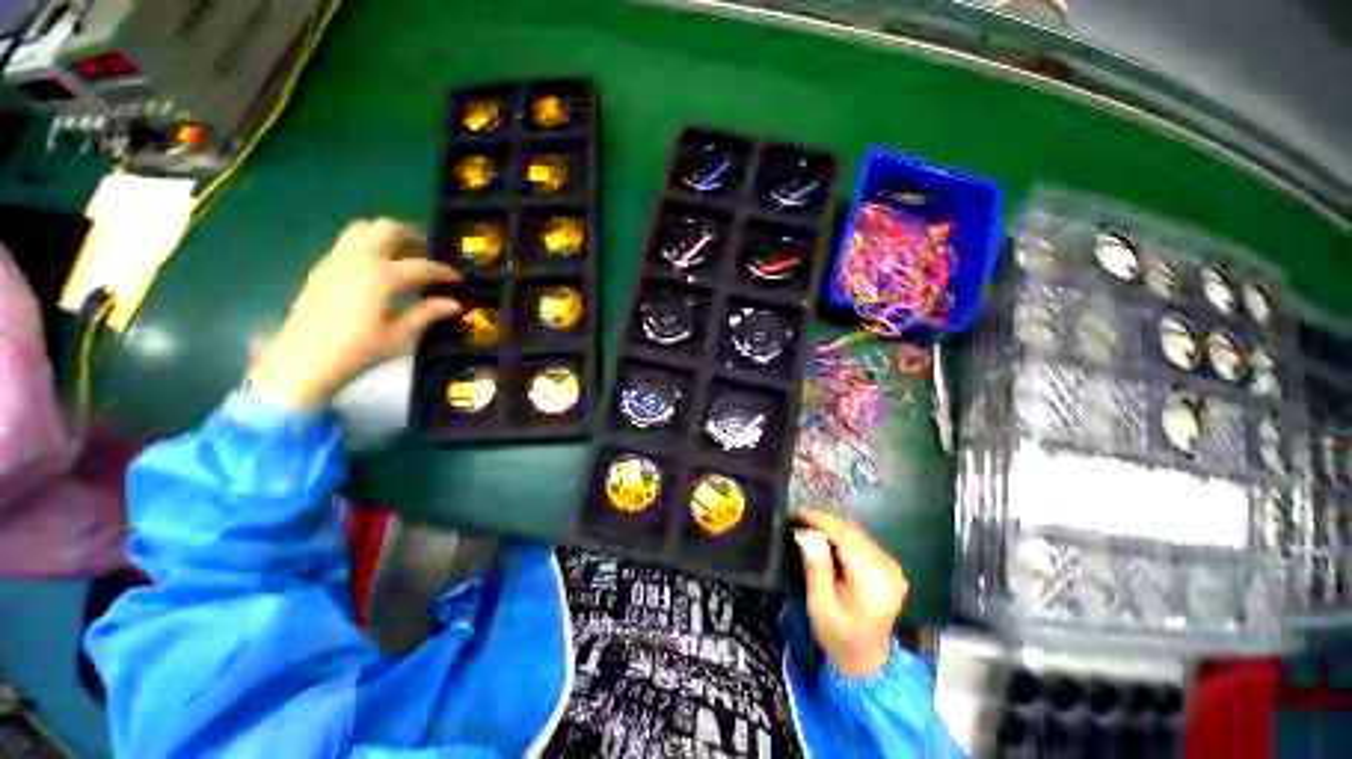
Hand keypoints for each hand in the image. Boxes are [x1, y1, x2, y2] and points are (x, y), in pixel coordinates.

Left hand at [248, 218, 460, 409]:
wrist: (304, 360)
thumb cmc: (358, 350)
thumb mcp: (400, 335)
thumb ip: (427, 314)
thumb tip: (454, 304)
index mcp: (382, 276)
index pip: (422, 266)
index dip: (444, 272)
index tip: (458, 279)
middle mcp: (358, 259)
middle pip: (387, 229)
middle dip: (411, 234)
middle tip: (427, 248)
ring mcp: (336, 261)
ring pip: (362, 229)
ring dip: (385, 234)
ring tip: (401, 251)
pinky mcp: (321, 269)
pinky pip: (347, 243)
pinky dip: (367, 245)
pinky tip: (375, 268)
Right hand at [794, 507, 907, 678]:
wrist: (866, 660)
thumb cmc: (838, 637)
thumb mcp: (820, 606)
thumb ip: (816, 569)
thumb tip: (808, 534)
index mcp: (873, 582)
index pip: (847, 538)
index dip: (822, 521)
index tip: (798, 513)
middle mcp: (888, 570)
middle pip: (854, 533)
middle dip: (825, 522)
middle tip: (798, 519)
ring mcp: (893, 568)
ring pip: (858, 534)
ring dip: (833, 528)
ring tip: (808, 526)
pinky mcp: (890, 568)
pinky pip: (863, 542)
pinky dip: (843, 536)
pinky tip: (827, 539)